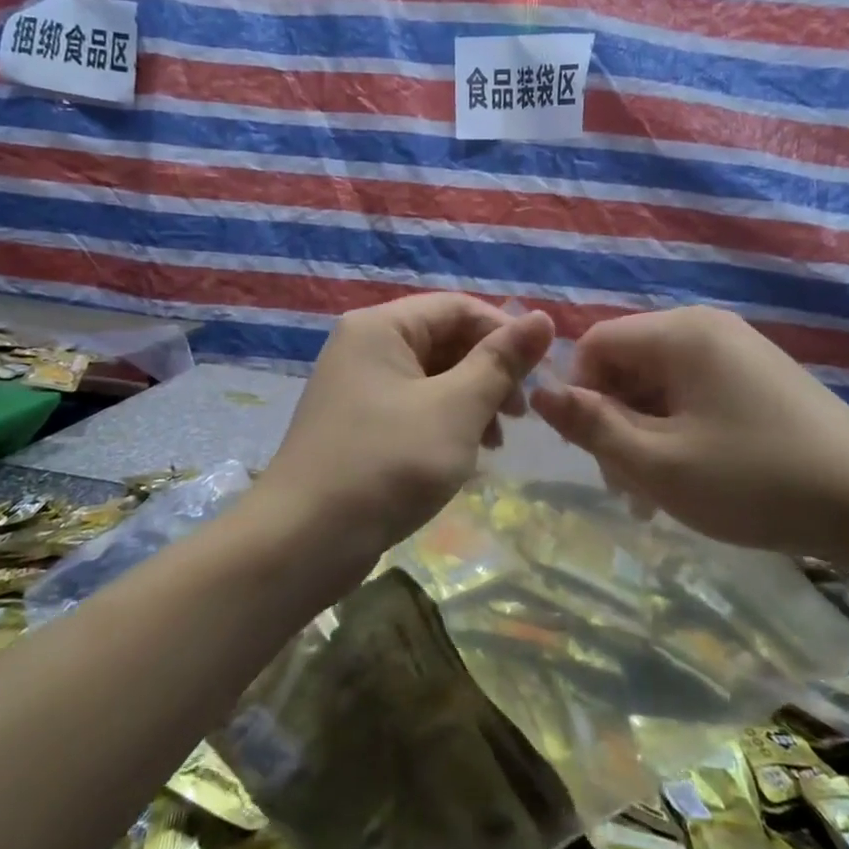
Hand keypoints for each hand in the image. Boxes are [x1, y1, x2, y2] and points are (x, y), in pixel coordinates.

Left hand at [255, 294, 554, 579]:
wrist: (304, 541)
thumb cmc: (386, 464)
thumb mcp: (455, 409)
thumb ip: (501, 362)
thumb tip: (543, 318)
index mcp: (381, 327)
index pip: (458, 307)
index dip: (505, 333)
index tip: (541, 375)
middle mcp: (364, 346)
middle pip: (444, 340)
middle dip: (489, 373)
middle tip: (521, 416)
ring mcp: (358, 387)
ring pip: (432, 378)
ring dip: (472, 401)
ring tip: (497, 442)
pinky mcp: (358, 425)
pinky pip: (414, 408)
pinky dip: (446, 424)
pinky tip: (466, 456)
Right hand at [530, 306, 848, 566]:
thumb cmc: (755, 480)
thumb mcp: (657, 462)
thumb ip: (591, 425)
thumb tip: (538, 393)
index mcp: (679, 334)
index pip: (595, 343)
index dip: (579, 394)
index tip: (592, 450)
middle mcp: (706, 328)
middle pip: (627, 364)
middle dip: (614, 422)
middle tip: (627, 485)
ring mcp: (737, 351)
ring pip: (659, 385)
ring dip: (644, 434)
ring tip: (657, 493)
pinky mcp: (759, 378)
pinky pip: (695, 394)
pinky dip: (679, 432)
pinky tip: (691, 477)